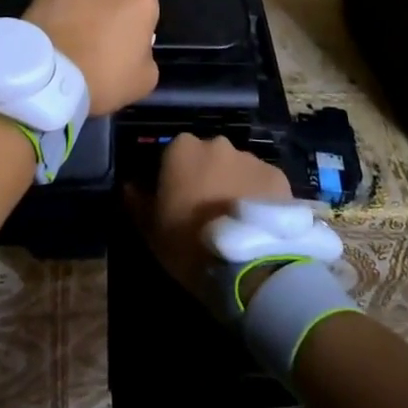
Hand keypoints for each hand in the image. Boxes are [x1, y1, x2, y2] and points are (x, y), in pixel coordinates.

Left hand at [22, 0, 159, 117]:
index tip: (123, 45)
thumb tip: (137, 47)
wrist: (49, 75)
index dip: (134, 27)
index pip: (146, 9)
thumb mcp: (144, 80)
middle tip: (96, 37)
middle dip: (111, 9)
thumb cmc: (103, 78)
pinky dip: (60, 1)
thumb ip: (147, 54)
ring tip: (70, 30)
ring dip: (85, 2)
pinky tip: (52, 23)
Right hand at [129, 133, 290, 300]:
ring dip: (233, 184)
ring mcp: (250, 157)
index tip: (175, 200)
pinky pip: (262, 182)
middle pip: (208, 156)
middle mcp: (217, 143)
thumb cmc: (188, 243)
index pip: (172, 153)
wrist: (247, 265)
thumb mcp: (150, 229)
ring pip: (237, 167)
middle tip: (206, 210)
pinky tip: (258, 222)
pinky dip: (259, 195)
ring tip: (236, 219)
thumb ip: (136, 200)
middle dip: (206, 176)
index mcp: (181, 148)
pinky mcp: (278, 175)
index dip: (173, 176)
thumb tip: (128, 184)